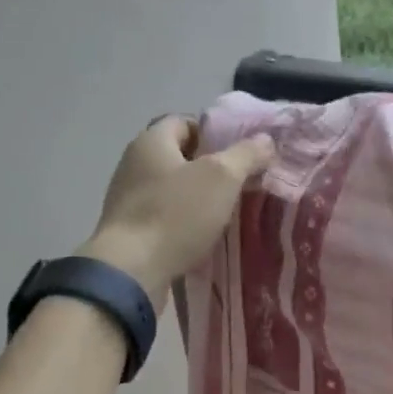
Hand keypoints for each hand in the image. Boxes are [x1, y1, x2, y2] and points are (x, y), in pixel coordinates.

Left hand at [78, 116, 275, 308]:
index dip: (214, 134)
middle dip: (209, 168)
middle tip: (239, 185)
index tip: (239, 155)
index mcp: (151, 141)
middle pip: (178, 156)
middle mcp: (133, 163)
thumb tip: (265, 140)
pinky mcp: (128, 229)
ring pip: (171, 188)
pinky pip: (162, 216)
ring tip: (225, 214)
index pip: (185, 122)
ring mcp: (127, 198)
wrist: (131, 270)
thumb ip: (245, 155)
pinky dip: (182, 222)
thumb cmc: (177, 214)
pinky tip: (201, 237)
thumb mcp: (222, 178)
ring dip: (196, 198)